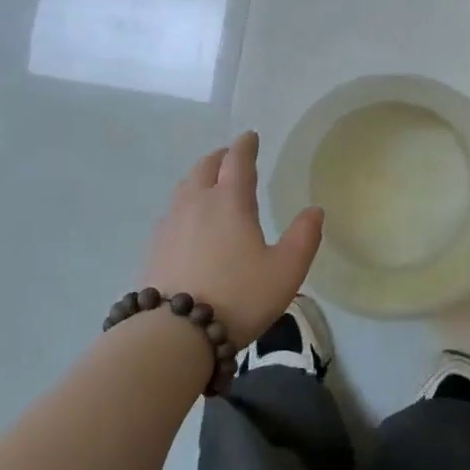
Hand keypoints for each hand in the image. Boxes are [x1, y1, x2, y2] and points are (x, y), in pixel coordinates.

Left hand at [143, 132, 323, 347]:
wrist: (174, 333)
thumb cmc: (239, 296)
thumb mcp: (286, 270)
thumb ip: (304, 237)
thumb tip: (314, 210)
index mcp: (229, 201)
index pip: (237, 160)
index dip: (246, 145)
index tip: (251, 137)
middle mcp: (196, 203)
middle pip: (205, 167)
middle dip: (221, 157)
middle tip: (232, 157)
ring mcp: (170, 224)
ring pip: (184, 187)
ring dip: (200, 177)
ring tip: (210, 184)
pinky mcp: (154, 247)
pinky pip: (172, 212)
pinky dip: (185, 204)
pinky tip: (189, 222)